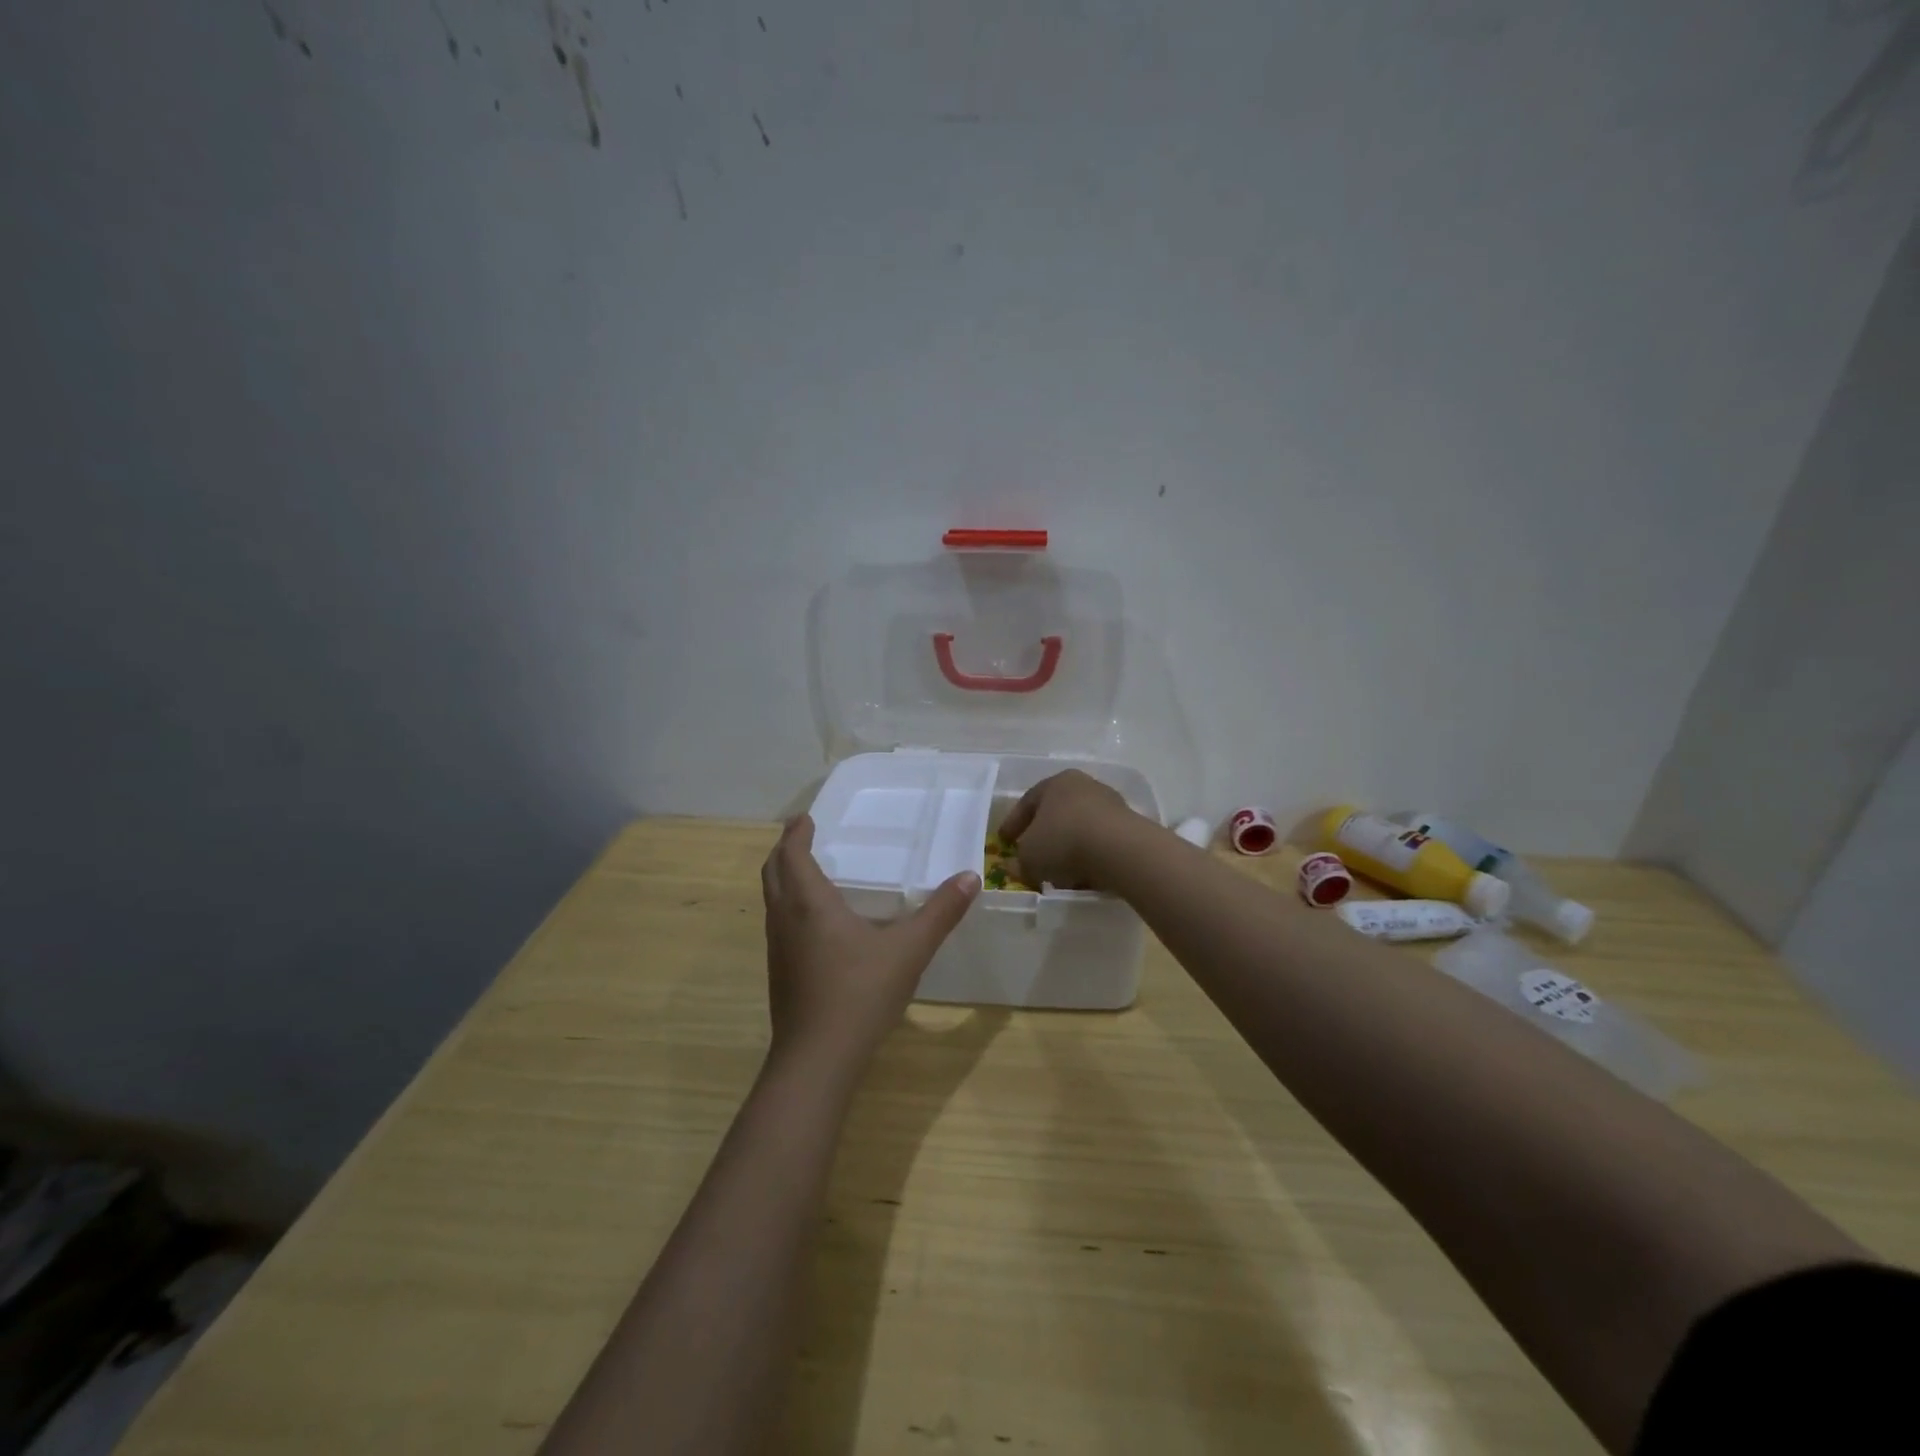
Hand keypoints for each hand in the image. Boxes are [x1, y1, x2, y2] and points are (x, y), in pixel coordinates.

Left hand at [761, 816, 979, 1075]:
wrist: (817, 1059)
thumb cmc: (860, 994)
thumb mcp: (909, 950)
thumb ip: (940, 913)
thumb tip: (970, 877)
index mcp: (810, 903)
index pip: (792, 854)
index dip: (796, 833)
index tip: (805, 818)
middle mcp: (786, 919)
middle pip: (773, 872)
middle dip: (784, 850)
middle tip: (801, 835)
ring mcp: (778, 949)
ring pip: (772, 899)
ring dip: (783, 877)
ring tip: (807, 871)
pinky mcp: (779, 974)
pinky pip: (778, 923)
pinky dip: (788, 904)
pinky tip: (814, 923)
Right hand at [998, 770, 1139, 890]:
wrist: (1119, 849)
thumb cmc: (1063, 841)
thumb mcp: (1029, 857)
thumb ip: (1018, 861)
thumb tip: (1014, 866)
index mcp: (1056, 782)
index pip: (1027, 802)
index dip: (1013, 824)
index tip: (1004, 842)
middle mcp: (1084, 786)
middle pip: (1056, 814)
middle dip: (1042, 837)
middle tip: (1031, 857)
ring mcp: (1110, 805)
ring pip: (1079, 829)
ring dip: (1067, 850)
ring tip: (1058, 875)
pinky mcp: (1128, 827)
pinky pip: (1099, 843)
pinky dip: (1088, 858)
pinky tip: (1081, 877)